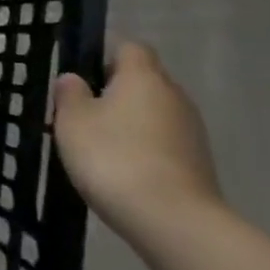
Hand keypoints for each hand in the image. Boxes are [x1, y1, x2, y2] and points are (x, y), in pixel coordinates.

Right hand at [52, 40, 221, 238]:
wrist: (174, 222)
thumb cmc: (114, 158)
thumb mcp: (72, 121)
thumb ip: (70, 94)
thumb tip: (75, 79)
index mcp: (143, 76)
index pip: (129, 47)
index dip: (106, 55)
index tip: (83, 75)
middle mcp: (174, 95)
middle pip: (145, 80)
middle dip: (117, 91)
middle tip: (84, 114)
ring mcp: (192, 132)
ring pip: (155, 113)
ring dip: (132, 123)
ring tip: (101, 147)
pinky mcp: (200, 164)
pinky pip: (165, 143)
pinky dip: (146, 149)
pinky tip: (124, 172)